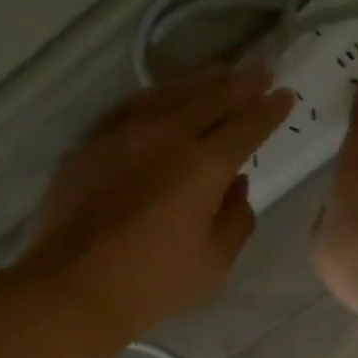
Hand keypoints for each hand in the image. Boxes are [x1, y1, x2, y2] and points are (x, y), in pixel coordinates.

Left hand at [21, 65, 292, 338]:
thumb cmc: (153, 282)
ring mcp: (122, 134)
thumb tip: (237, 185)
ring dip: (199, 81)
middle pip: (209, 98)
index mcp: (203, 166)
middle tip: (263, 69)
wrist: (73, 287)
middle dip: (240, 83)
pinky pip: (130, 107)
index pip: (245, 126)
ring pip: (167, 94)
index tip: (285, 96)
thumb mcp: (214, 262)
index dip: (268, 111)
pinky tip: (162, 96)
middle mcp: (165, 136)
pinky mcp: (89, 144)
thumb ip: (236, 219)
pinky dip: (155, 96)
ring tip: (219, 73)